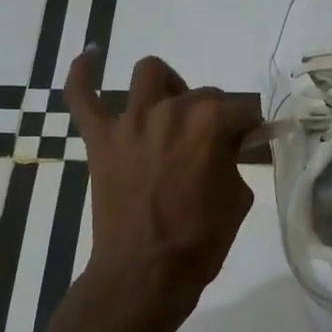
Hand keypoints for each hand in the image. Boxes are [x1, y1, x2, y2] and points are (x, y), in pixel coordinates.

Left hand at [65, 48, 258, 297]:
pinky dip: (83, 74)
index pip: (241, 109)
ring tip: (171, 107)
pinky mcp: (100, 139)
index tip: (250, 144)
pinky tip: (91, 58)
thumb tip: (228, 146)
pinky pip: (82, 95)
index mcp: (210, 123)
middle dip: (214, 115)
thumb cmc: (200, 240)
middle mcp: (170, 110)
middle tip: (214, 146)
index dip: (249, 128)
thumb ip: (235, 160)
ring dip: (167, 86)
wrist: (146, 272)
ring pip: (149, 74)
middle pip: (201, 93)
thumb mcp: (239, 197)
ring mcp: (130, 122)